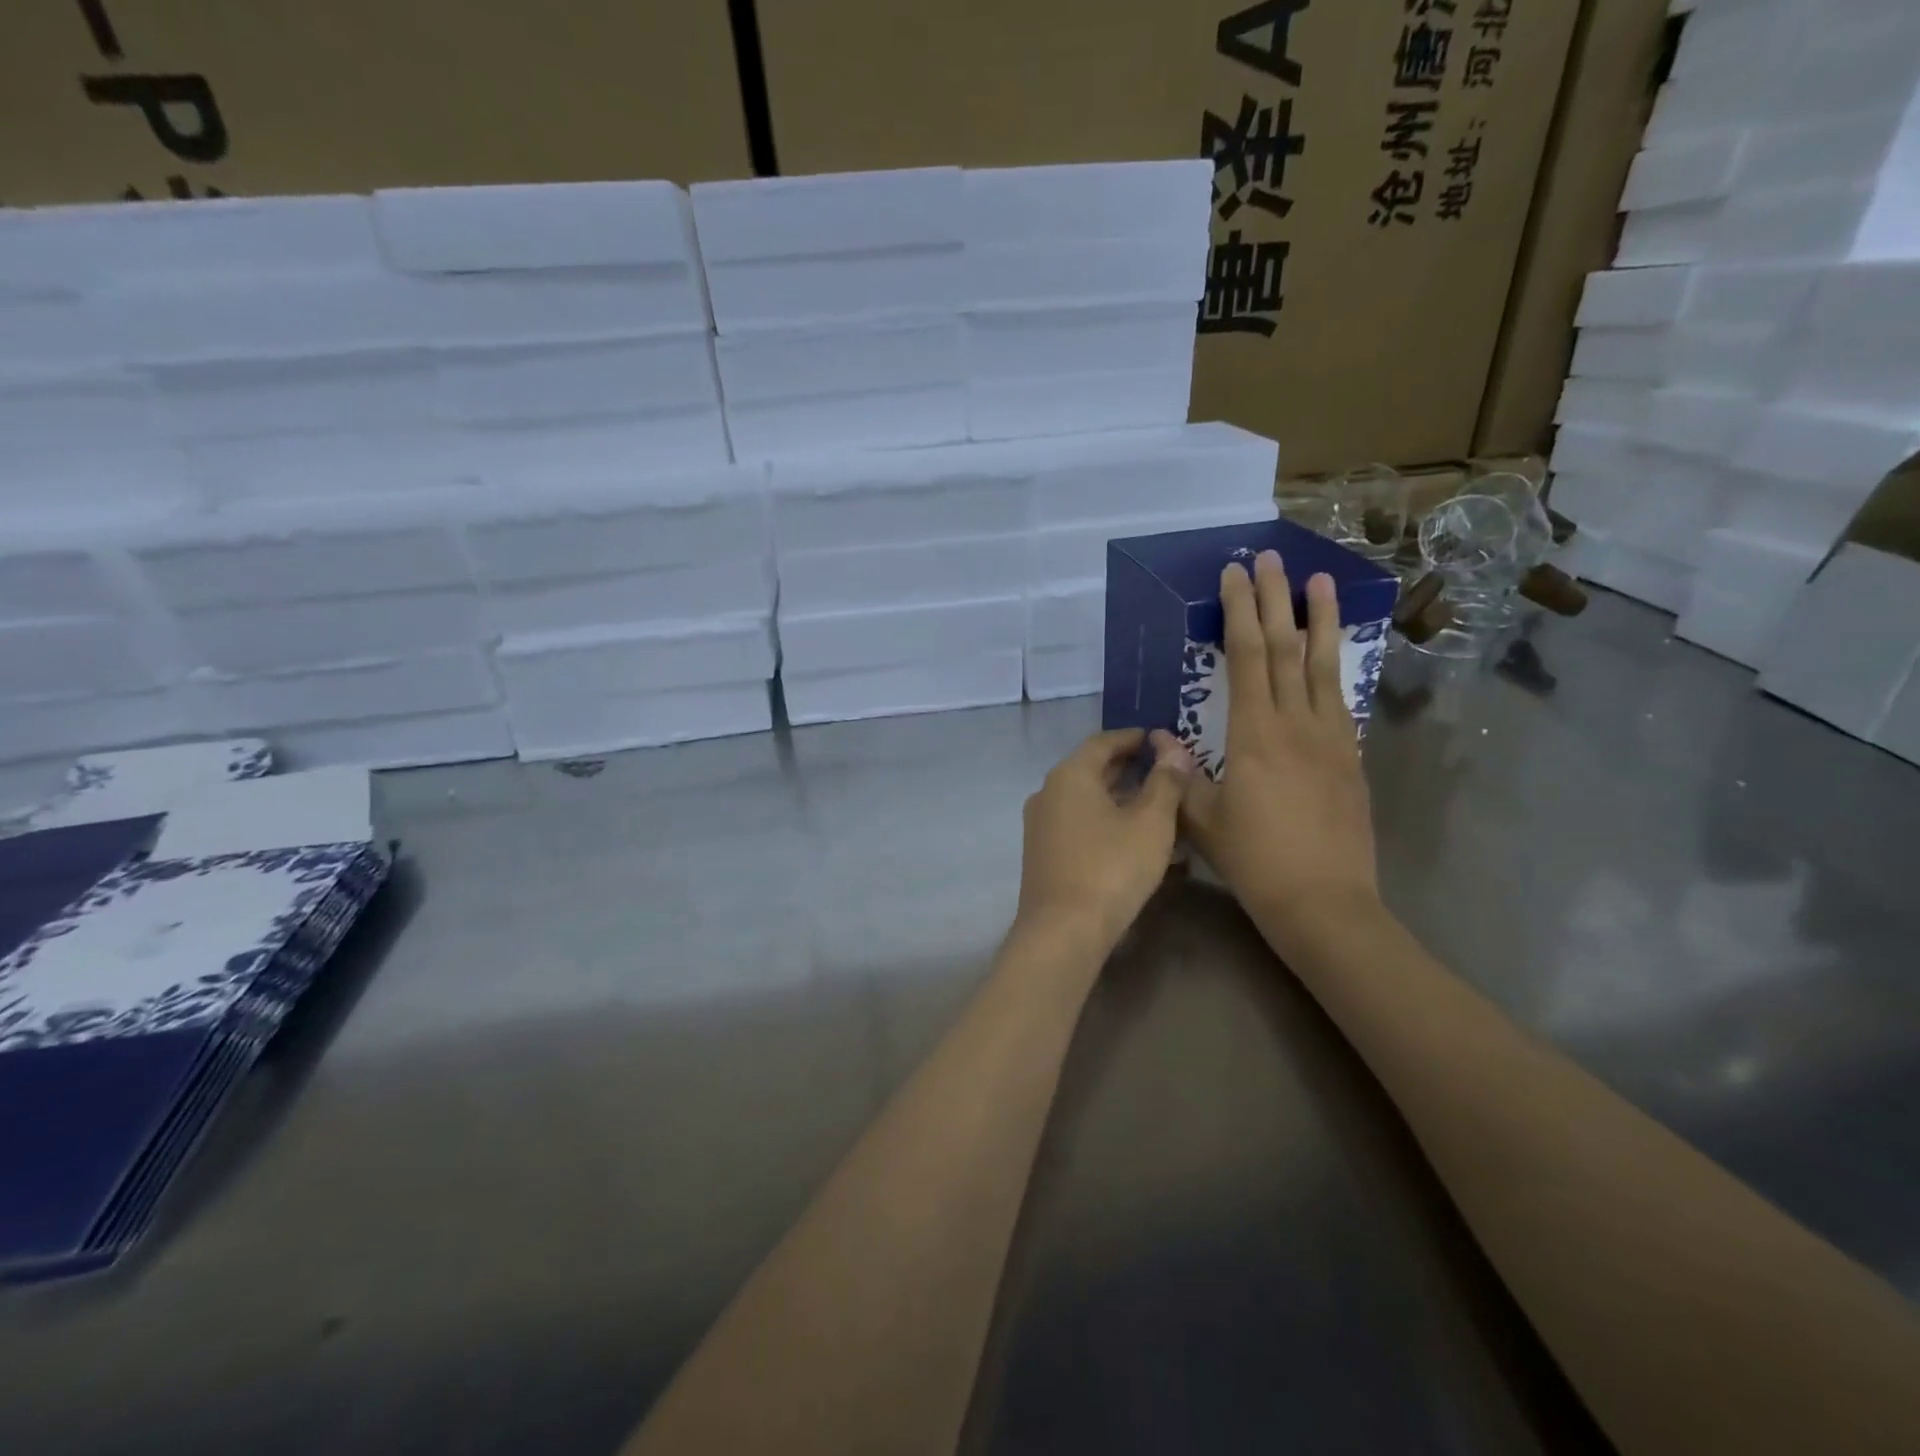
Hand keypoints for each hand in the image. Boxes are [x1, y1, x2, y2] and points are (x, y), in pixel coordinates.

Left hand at [1016, 727, 1191, 953]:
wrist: (1062, 931)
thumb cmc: (1111, 868)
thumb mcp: (1151, 823)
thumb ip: (1166, 782)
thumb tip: (1175, 750)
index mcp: (1069, 775)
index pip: (1103, 742)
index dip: (1133, 738)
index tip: (1159, 738)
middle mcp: (1048, 793)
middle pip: (1092, 770)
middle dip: (1128, 768)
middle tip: (1163, 769)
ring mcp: (1042, 825)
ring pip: (1087, 800)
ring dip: (1120, 798)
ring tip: (1157, 805)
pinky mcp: (1044, 853)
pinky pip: (1080, 824)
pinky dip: (1107, 822)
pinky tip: (1134, 838)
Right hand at [1182, 553, 1380, 950]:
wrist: (1325, 903)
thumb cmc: (1254, 861)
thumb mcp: (1202, 820)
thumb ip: (1183, 775)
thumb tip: (1164, 739)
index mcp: (1255, 733)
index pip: (1246, 656)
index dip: (1239, 611)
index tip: (1235, 575)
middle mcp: (1297, 724)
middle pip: (1285, 648)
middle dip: (1274, 600)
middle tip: (1271, 557)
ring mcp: (1331, 739)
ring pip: (1323, 666)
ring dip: (1319, 621)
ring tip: (1319, 581)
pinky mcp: (1350, 758)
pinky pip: (1339, 700)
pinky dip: (1332, 668)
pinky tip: (1330, 657)